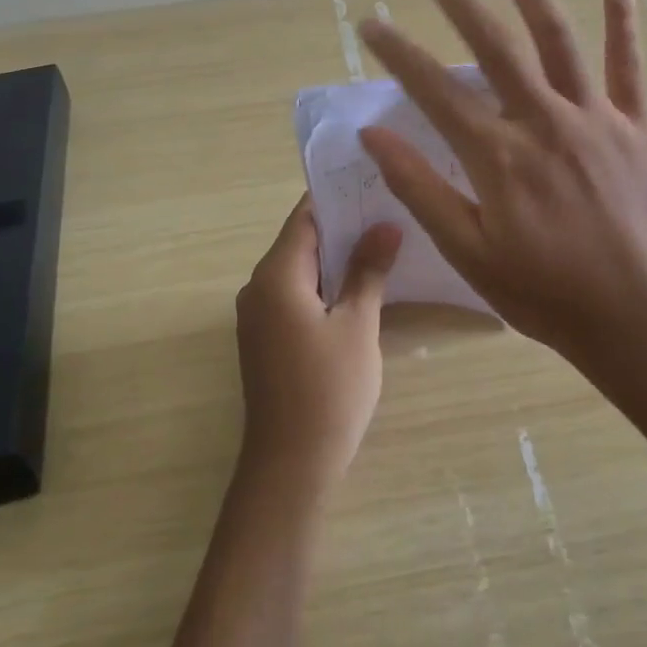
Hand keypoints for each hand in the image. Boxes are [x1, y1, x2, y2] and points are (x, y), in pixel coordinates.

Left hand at [234, 195, 402, 492]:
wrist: (290, 466)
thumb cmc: (328, 390)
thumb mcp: (358, 325)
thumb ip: (368, 270)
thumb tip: (385, 224)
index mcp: (275, 276)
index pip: (305, 218)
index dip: (336, 197)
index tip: (372, 181)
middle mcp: (258, 287)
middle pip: (301, 241)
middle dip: (342, 226)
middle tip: (388, 209)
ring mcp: (258, 315)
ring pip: (300, 270)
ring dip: (336, 257)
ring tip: (382, 241)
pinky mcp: (266, 339)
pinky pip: (295, 295)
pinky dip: (324, 284)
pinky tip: (360, 285)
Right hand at [356, 0, 646, 385]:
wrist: (639, 318)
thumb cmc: (546, 293)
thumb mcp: (468, 253)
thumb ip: (420, 189)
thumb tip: (373, 135)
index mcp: (499, 155)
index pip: (434, 90)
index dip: (397, 52)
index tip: (369, 23)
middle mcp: (545, 121)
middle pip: (493, 44)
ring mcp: (596, 117)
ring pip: (557, 37)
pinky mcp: (638, 125)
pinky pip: (629, 62)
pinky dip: (623, 16)